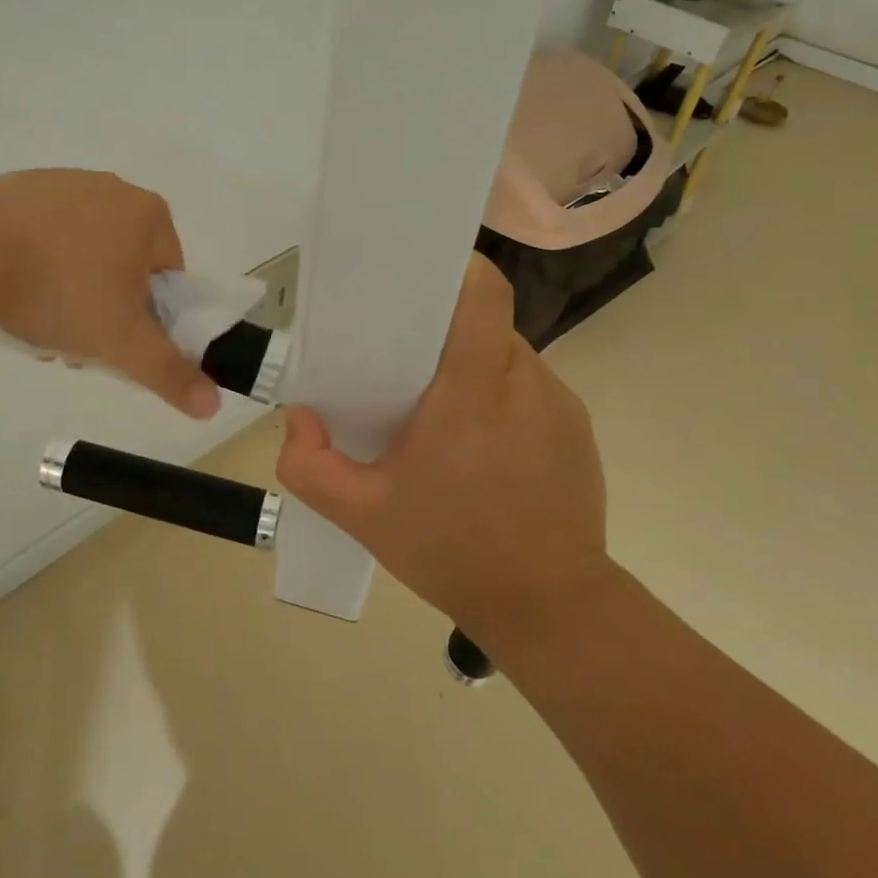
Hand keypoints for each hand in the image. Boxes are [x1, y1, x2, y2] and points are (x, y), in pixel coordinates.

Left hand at [0, 169, 220, 418]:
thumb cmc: (59, 290)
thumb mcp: (121, 342)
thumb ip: (169, 373)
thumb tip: (213, 405)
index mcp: (148, 214)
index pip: (169, 276)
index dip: (149, 318)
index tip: (117, 340)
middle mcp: (111, 189)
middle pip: (124, 266)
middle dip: (105, 309)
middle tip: (75, 340)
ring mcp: (61, 184)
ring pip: (82, 254)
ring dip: (70, 294)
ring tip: (36, 322)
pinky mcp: (16, 189)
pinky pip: (43, 237)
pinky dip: (36, 266)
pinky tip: (11, 291)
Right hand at [276, 254, 610, 657]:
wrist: (552, 609)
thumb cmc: (453, 552)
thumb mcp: (362, 515)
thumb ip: (309, 465)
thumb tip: (299, 419)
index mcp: (473, 390)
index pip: (482, 292)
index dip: (454, 268)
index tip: (415, 278)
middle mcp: (524, 381)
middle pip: (484, 320)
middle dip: (442, 329)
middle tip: (402, 362)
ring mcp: (560, 402)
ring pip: (506, 353)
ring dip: (470, 366)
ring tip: (439, 414)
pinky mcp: (577, 427)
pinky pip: (529, 387)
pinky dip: (499, 397)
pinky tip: (481, 449)